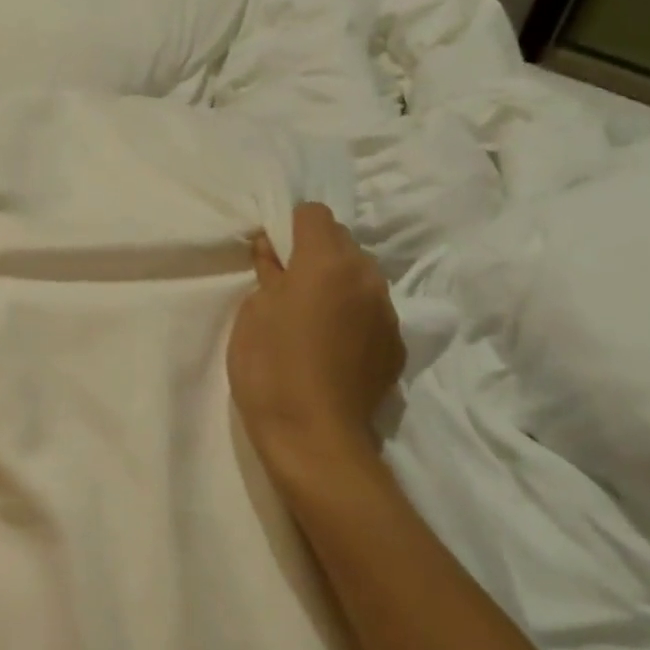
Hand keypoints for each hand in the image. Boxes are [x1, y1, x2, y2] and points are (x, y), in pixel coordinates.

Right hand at [228, 203, 404, 491]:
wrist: (313, 436)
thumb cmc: (269, 367)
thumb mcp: (253, 313)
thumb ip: (268, 273)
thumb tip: (274, 252)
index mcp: (326, 262)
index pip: (315, 214)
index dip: (291, 228)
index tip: (274, 256)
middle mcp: (366, 277)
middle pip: (343, 242)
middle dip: (317, 254)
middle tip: (290, 288)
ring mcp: (387, 312)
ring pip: (361, 277)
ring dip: (338, 284)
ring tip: (314, 320)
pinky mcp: (396, 345)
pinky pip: (373, 311)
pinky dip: (354, 316)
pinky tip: (334, 348)